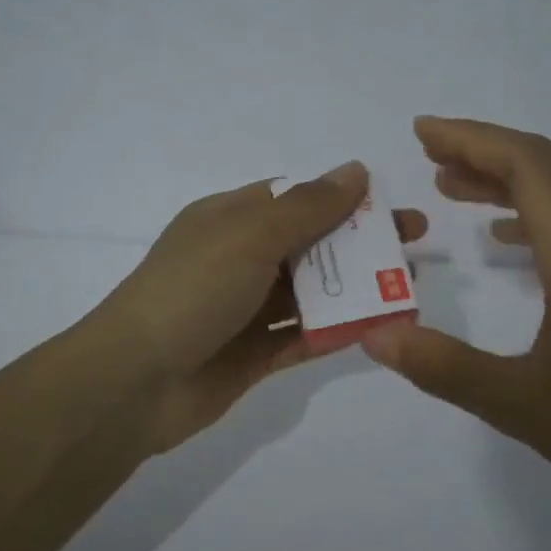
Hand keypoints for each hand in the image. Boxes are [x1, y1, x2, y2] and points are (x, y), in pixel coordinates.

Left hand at [93, 163, 427, 456]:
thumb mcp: (250, 235)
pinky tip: (380, 327)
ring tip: (409, 288)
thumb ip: (307, 206)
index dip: (344, 198)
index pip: (294, 199)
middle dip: (361, 243)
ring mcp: (246, 309)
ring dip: (357, 288)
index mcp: (229, 219)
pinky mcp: (254, 354)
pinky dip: (339, 329)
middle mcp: (239, 259)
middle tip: (416, 245)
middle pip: (311, 244)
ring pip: (312, 292)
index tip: (390, 205)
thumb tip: (355, 170)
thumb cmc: (192, 290)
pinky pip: (305, 335)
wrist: (135, 381)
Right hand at [360, 117, 550, 513]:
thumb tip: (375, 334)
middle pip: (543, 167)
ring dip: (503, 180)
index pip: (527, 165)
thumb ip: (445, 367)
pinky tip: (499, 240)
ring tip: (449, 185)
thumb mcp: (521, 405)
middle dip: (481, 151)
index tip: (421, 133)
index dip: (471, 140)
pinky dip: (526, 214)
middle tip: (426, 153)